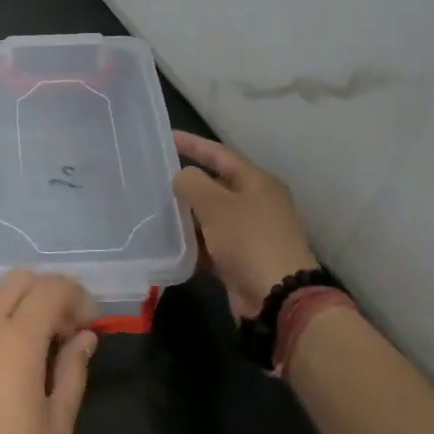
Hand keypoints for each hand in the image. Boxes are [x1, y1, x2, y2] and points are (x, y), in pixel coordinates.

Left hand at [0, 272, 97, 433]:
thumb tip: (85, 337)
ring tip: (27, 332)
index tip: (87, 321)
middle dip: (46, 292)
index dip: (75, 295)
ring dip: (13, 298)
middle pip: (17, 280)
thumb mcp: (57, 426)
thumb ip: (73, 372)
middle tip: (61, 327)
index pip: (50, 289)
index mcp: (17, 340)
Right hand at [172, 131, 317, 323]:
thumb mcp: (216, 205)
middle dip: (188, 182)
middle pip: (217, 185)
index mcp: (257, 182)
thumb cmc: (248, 240)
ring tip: (155, 208)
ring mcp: (251, 233)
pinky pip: (212, 243)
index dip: (193, 144)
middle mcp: (256, 203)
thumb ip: (193, 184)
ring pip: (212, 216)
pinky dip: (194, 242)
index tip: (167, 136)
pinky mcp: (242, 259)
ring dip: (188, 214)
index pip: (220, 154)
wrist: (277, 297)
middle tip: (156, 176)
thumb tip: (182, 176)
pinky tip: (170, 242)